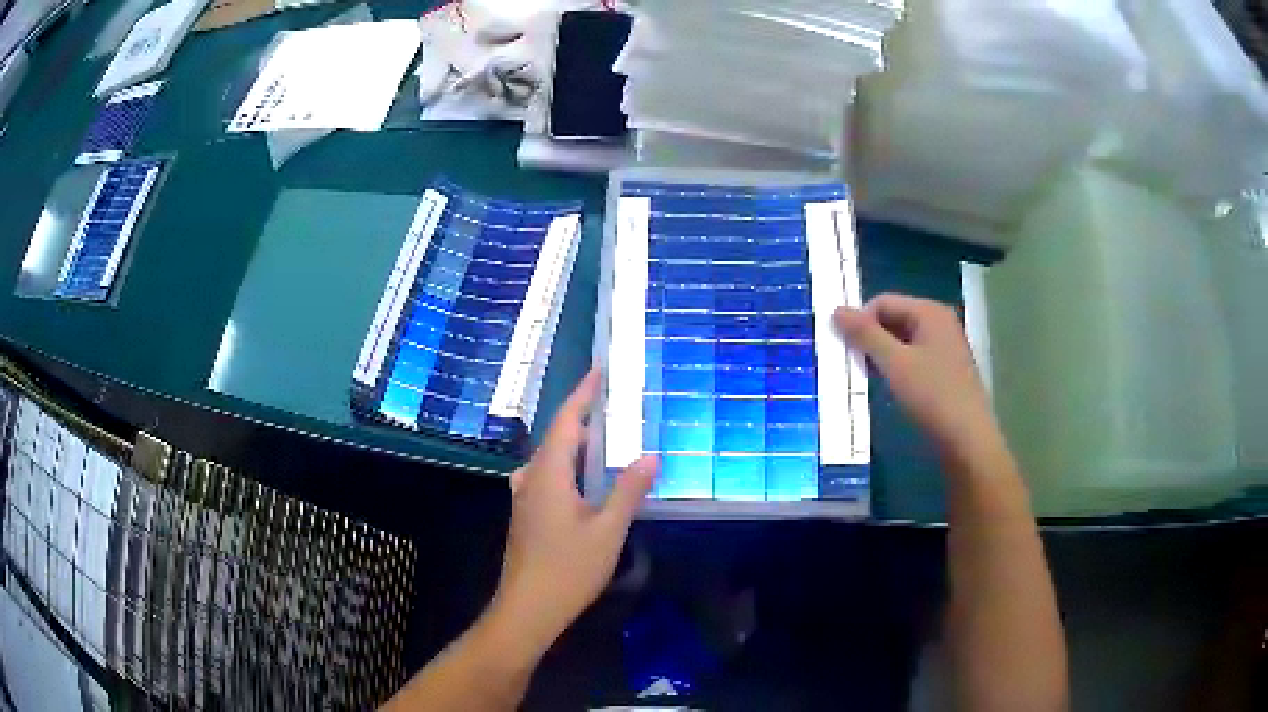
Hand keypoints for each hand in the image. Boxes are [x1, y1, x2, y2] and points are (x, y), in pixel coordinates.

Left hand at [492, 368, 657, 650]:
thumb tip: (650, 455)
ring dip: (573, 442)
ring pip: (548, 458)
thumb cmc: (568, 568)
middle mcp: (531, 478)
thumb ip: (628, 490)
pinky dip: (566, 465)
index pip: (566, 421)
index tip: (599, 371)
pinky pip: (545, 476)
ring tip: (600, 438)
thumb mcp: (608, 530)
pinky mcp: (525, 516)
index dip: (583, 394)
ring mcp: (524, 498)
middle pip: (555, 437)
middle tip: (611, 403)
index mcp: (549, 474)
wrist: (527, 608)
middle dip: (581, 416)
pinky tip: (580, 480)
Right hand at [834, 294, 1004, 469]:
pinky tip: (890, 388)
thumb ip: (865, 335)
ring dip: (881, 355)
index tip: (845, 350)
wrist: (968, 440)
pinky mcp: (945, 371)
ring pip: (902, 341)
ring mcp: (945, 347)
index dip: (861, 321)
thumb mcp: (895, 363)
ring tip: (867, 378)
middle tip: (852, 365)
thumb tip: (836, 310)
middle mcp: (939, 323)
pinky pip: (913, 358)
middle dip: (870, 338)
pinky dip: (896, 368)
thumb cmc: (933, 396)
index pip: (882, 302)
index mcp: (929, 312)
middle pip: (893, 318)